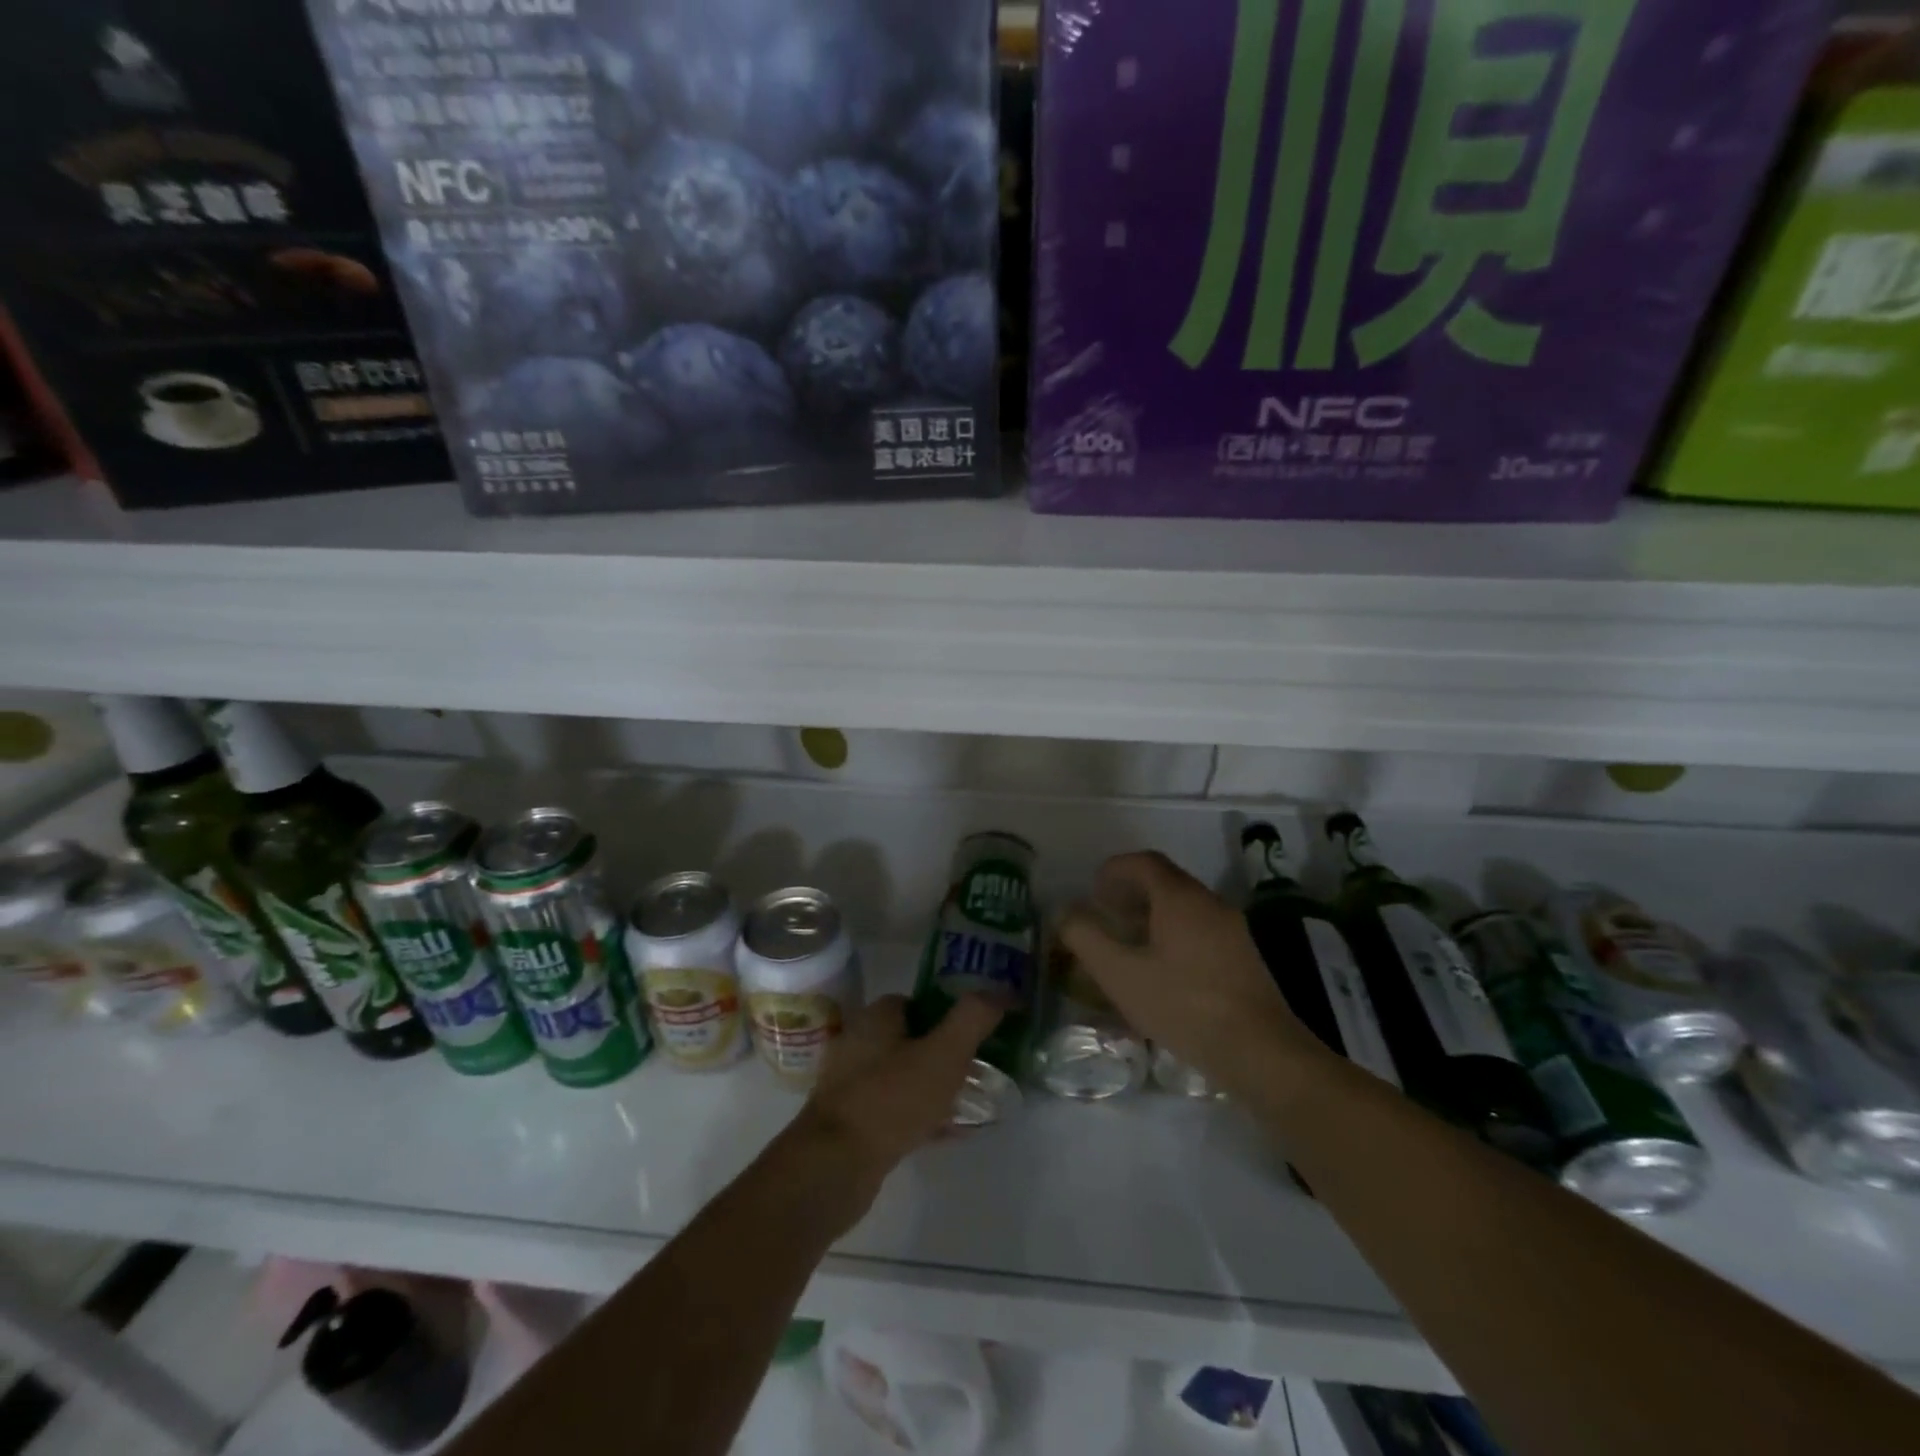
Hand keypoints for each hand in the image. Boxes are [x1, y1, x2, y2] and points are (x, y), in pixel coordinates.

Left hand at [784, 994, 1002, 1230]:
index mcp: (876, 1017)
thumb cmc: (890, 1099)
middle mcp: (859, 1043)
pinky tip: (949, 1133)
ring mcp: (851, 1085)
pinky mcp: (851, 1122)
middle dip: (945, 1053)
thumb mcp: (944, 1054)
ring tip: (971, 1102)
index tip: (978, 1033)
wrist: (833, 1167)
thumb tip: (1004, 989)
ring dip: (935, 1086)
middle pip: (911, 1039)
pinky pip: (895, 1110)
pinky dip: (921, 1116)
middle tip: (978, 1069)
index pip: (918, 1002)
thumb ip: (974, 1018)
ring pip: (904, 1076)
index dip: (949, 1013)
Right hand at [1058, 851, 1323, 1095]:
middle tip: (1107, 917)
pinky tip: (1163, 972)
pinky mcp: (1245, 958)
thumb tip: (1066, 913)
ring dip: (1153, 917)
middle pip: (1166, 883)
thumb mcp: (1121, 975)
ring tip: (1129, 946)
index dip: (1114, 870)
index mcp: (1180, 898)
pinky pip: (1201, 931)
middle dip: (1131, 894)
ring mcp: (1233, 930)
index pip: (1143, 862)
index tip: (1094, 891)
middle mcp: (1210, 904)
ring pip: (1185, 909)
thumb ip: (1087, 938)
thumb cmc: (1184, 1006)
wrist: (1261, 1052)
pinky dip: (1174, 936)